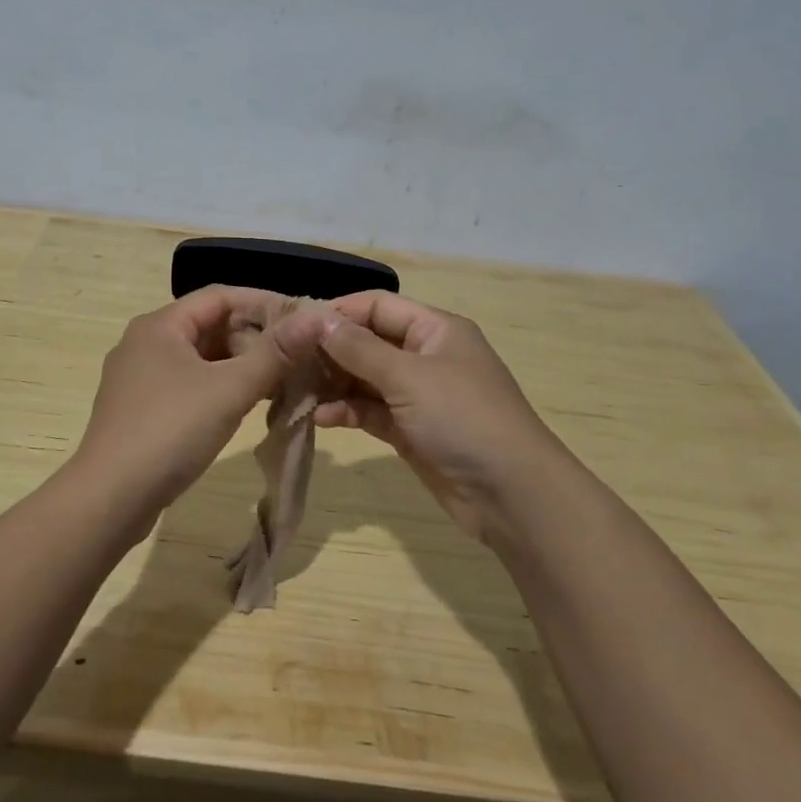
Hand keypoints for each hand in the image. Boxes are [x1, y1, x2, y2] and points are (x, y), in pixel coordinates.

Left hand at [72, 286, 319, 514]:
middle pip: (209, 326)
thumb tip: (315, 318)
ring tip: (279, 382)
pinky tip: (244, 407)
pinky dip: (218, 388)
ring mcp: (139, 377)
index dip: (263, 304)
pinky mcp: (140, 409)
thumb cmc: (170, 432)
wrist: (109, 498)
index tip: (302, 320)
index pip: (220, 297)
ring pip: (200, 358)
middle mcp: (145, 342)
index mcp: (160, 325)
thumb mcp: (228, 390)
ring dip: (239, 366)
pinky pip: (188, 384)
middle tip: (295, 358)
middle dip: (253, 338)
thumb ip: (274, 353)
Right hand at [314, 293, 564, 537]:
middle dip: (331, 350)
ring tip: (298, 390)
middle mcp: (426, 356)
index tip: (297, 325)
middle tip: (288, 360)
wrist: (512, 495)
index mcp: (435, 329)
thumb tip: (318, 319)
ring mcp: (418, 395)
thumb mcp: (409, 376)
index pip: (378, 306)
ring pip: (366, 379)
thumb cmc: (463, 419)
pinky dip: (348, 411)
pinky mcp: (411, 430)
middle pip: (369, 342)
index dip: (339, 312)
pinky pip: (371, 411)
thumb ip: (360, 349)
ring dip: (335, 383)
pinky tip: (323, 418)